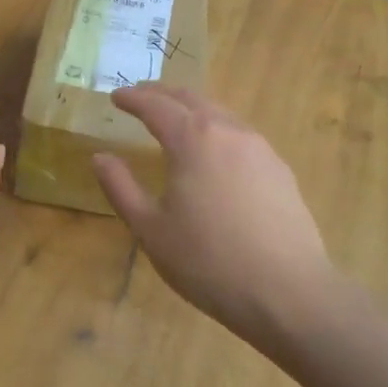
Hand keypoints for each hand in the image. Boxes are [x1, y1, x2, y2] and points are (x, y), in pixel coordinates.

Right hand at [93, 86, 342, 354]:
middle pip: (192, 99)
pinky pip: (242, 137)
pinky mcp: (281, 171)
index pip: (156, 106)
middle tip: (142, 97)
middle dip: (163, 94)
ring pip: (221, 115)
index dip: (133, 98)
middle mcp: (229, 132)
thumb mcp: (150, 229)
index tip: (116, 97)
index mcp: (193, 139)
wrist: (287, 292)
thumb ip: (121, 188)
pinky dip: (218, 131)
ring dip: (193, 110)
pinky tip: (215, 154)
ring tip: (176, 121)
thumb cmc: (208, 261)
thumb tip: (100, 157)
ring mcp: (261, 149)